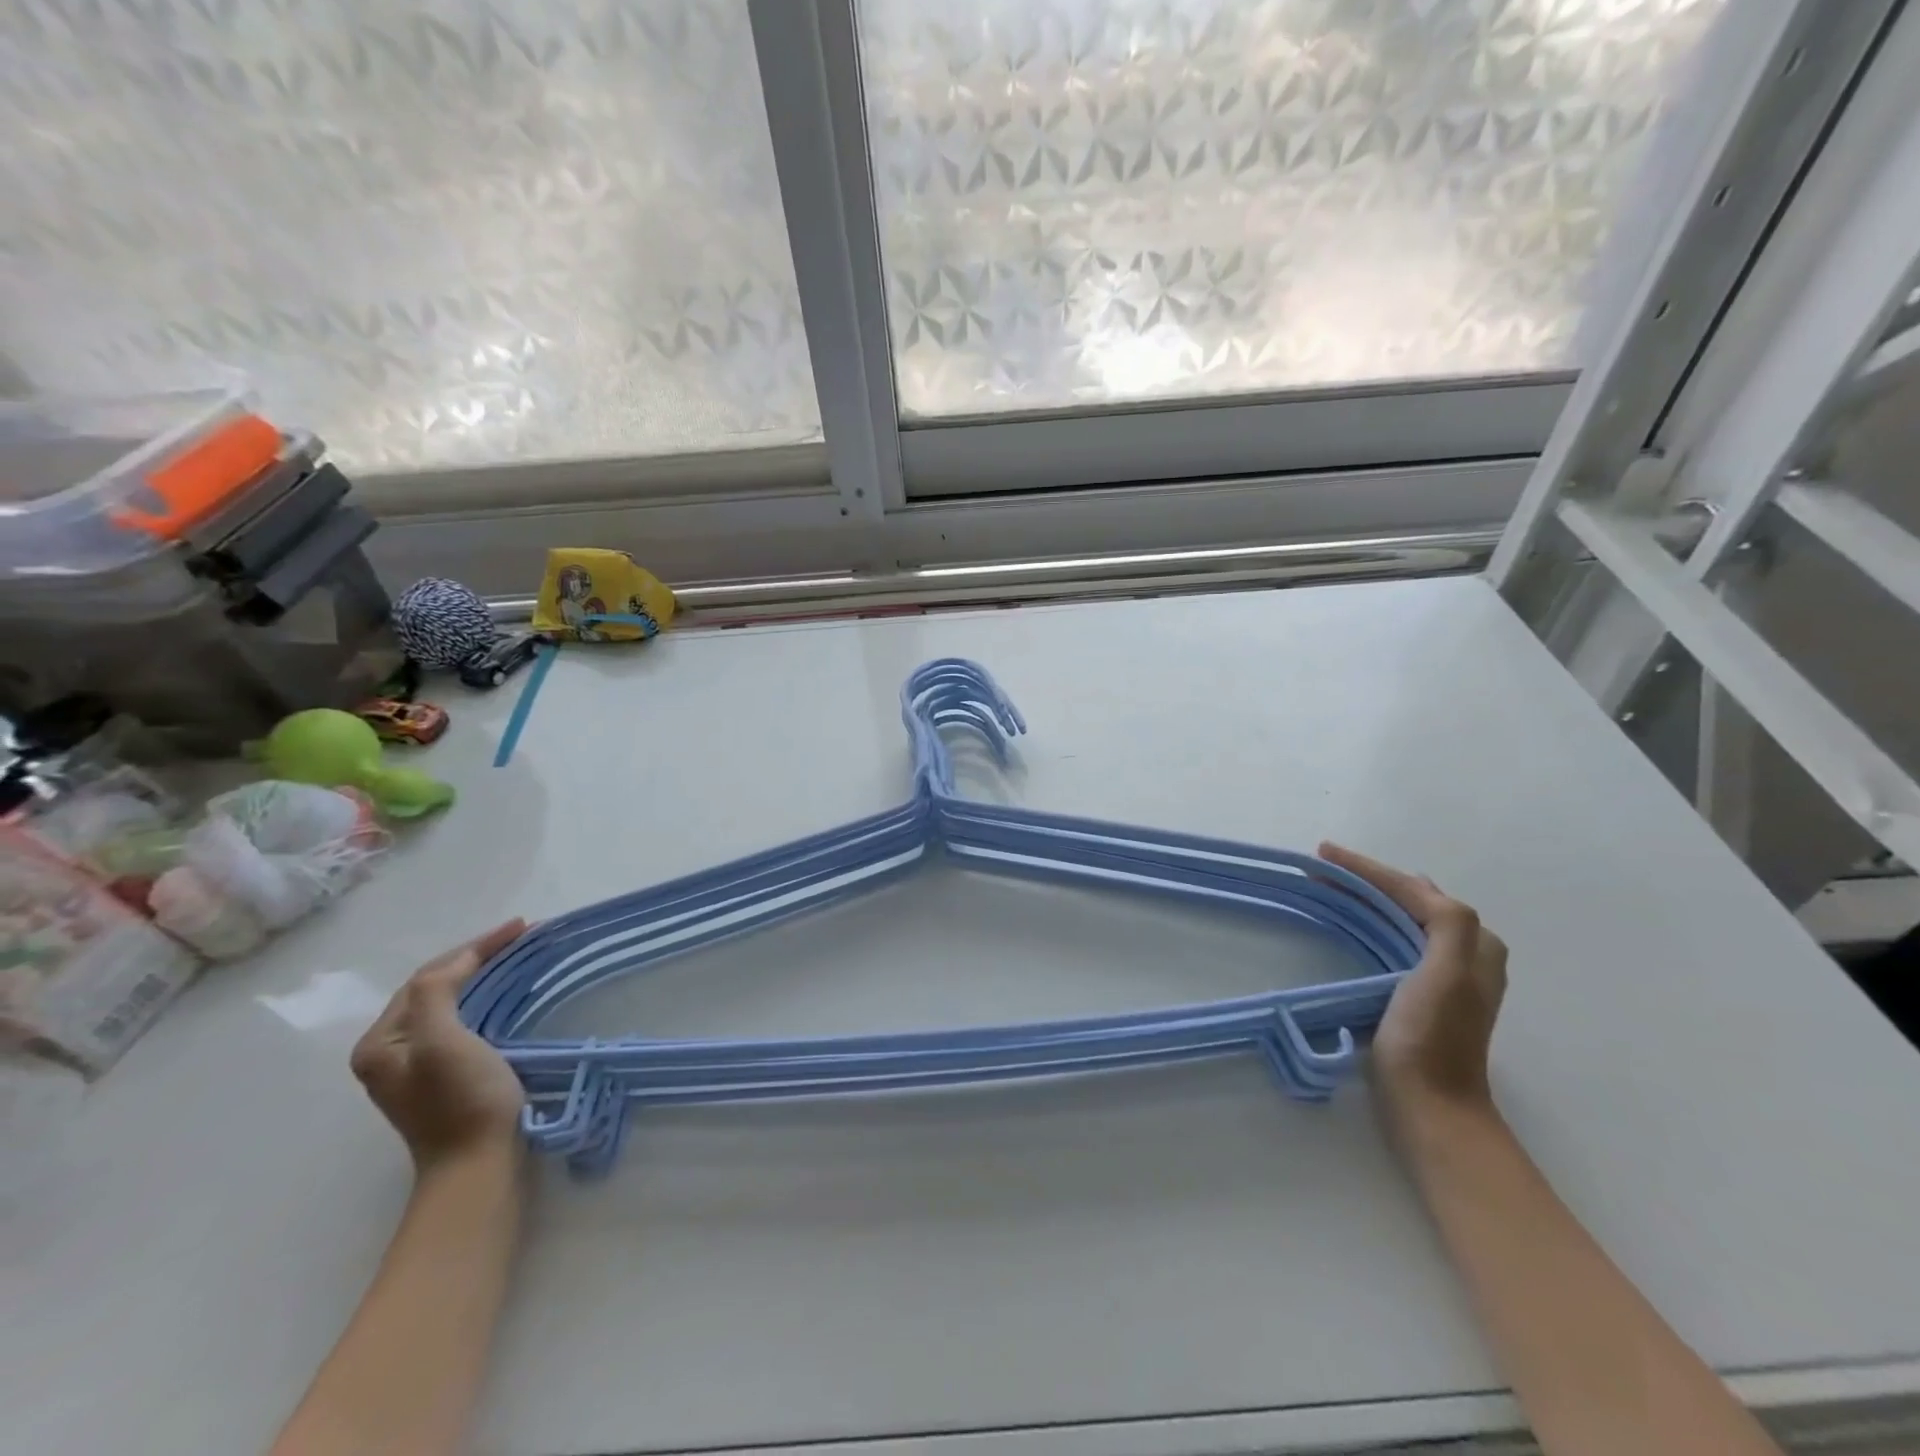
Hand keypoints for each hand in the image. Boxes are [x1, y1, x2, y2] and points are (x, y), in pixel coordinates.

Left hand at [350, 920, 529, 1171]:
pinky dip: (488, 999)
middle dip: (479, 957)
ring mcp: (418, 1067)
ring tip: (521, 955)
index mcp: (380, 1041)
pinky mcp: (446, 1077)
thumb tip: (457, 963)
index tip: (521, 927)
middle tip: (524, 936)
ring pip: (451, 1003)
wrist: (478, 1165)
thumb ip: (435, 993)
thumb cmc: (461, 1101)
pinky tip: (510, 994)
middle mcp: (391, 1051)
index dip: (475, 946)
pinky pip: (464, 1021)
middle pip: (436, 987)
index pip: (428, 976)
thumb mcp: (442, 1041)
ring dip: (484, 975)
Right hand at [1319, 844, 1507, 1121]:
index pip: (1416, 889)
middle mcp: (1465, 951)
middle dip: (1366, 878)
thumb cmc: (1432, 1038)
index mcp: (1475, 943)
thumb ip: (1449, 925)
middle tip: (1320, 867)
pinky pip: (1392, 937)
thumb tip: (1419, 887)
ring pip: (1400, 915)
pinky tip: (1348, 921)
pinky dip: (1367, 920)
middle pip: (1409, 897)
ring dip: (1365, 896)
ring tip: (1327, 885)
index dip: (1369, 868)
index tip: (1324, 853)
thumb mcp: (1448, 974)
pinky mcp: (1418, 990)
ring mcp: (1442, 972)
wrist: (1429, 1105)